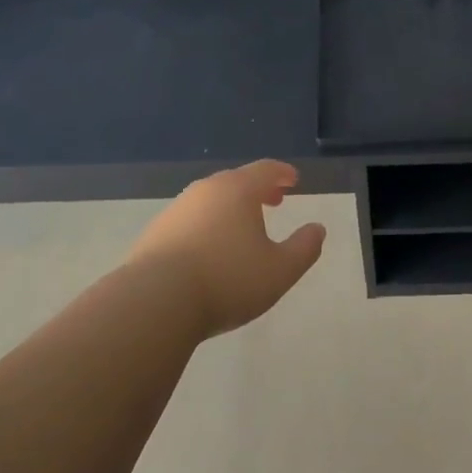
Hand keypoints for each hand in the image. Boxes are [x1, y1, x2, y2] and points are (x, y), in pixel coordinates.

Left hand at [125, 160, 327, 337]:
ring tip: (242, 230)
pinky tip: (209, 251)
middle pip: (235, 182)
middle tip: (273, 202)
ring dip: (230, 209)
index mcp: (237, 190)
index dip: (282, 173)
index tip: (293, 180)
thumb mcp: (280, 270)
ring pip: (210, 201)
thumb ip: (304, 248)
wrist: (154, 302)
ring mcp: (176, 211)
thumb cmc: (227, 280)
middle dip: (257, 190)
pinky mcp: (154, 234)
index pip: (265, 170)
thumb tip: (317, 229)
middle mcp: (205, 191)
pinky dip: (207, 226)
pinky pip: (190, 221)